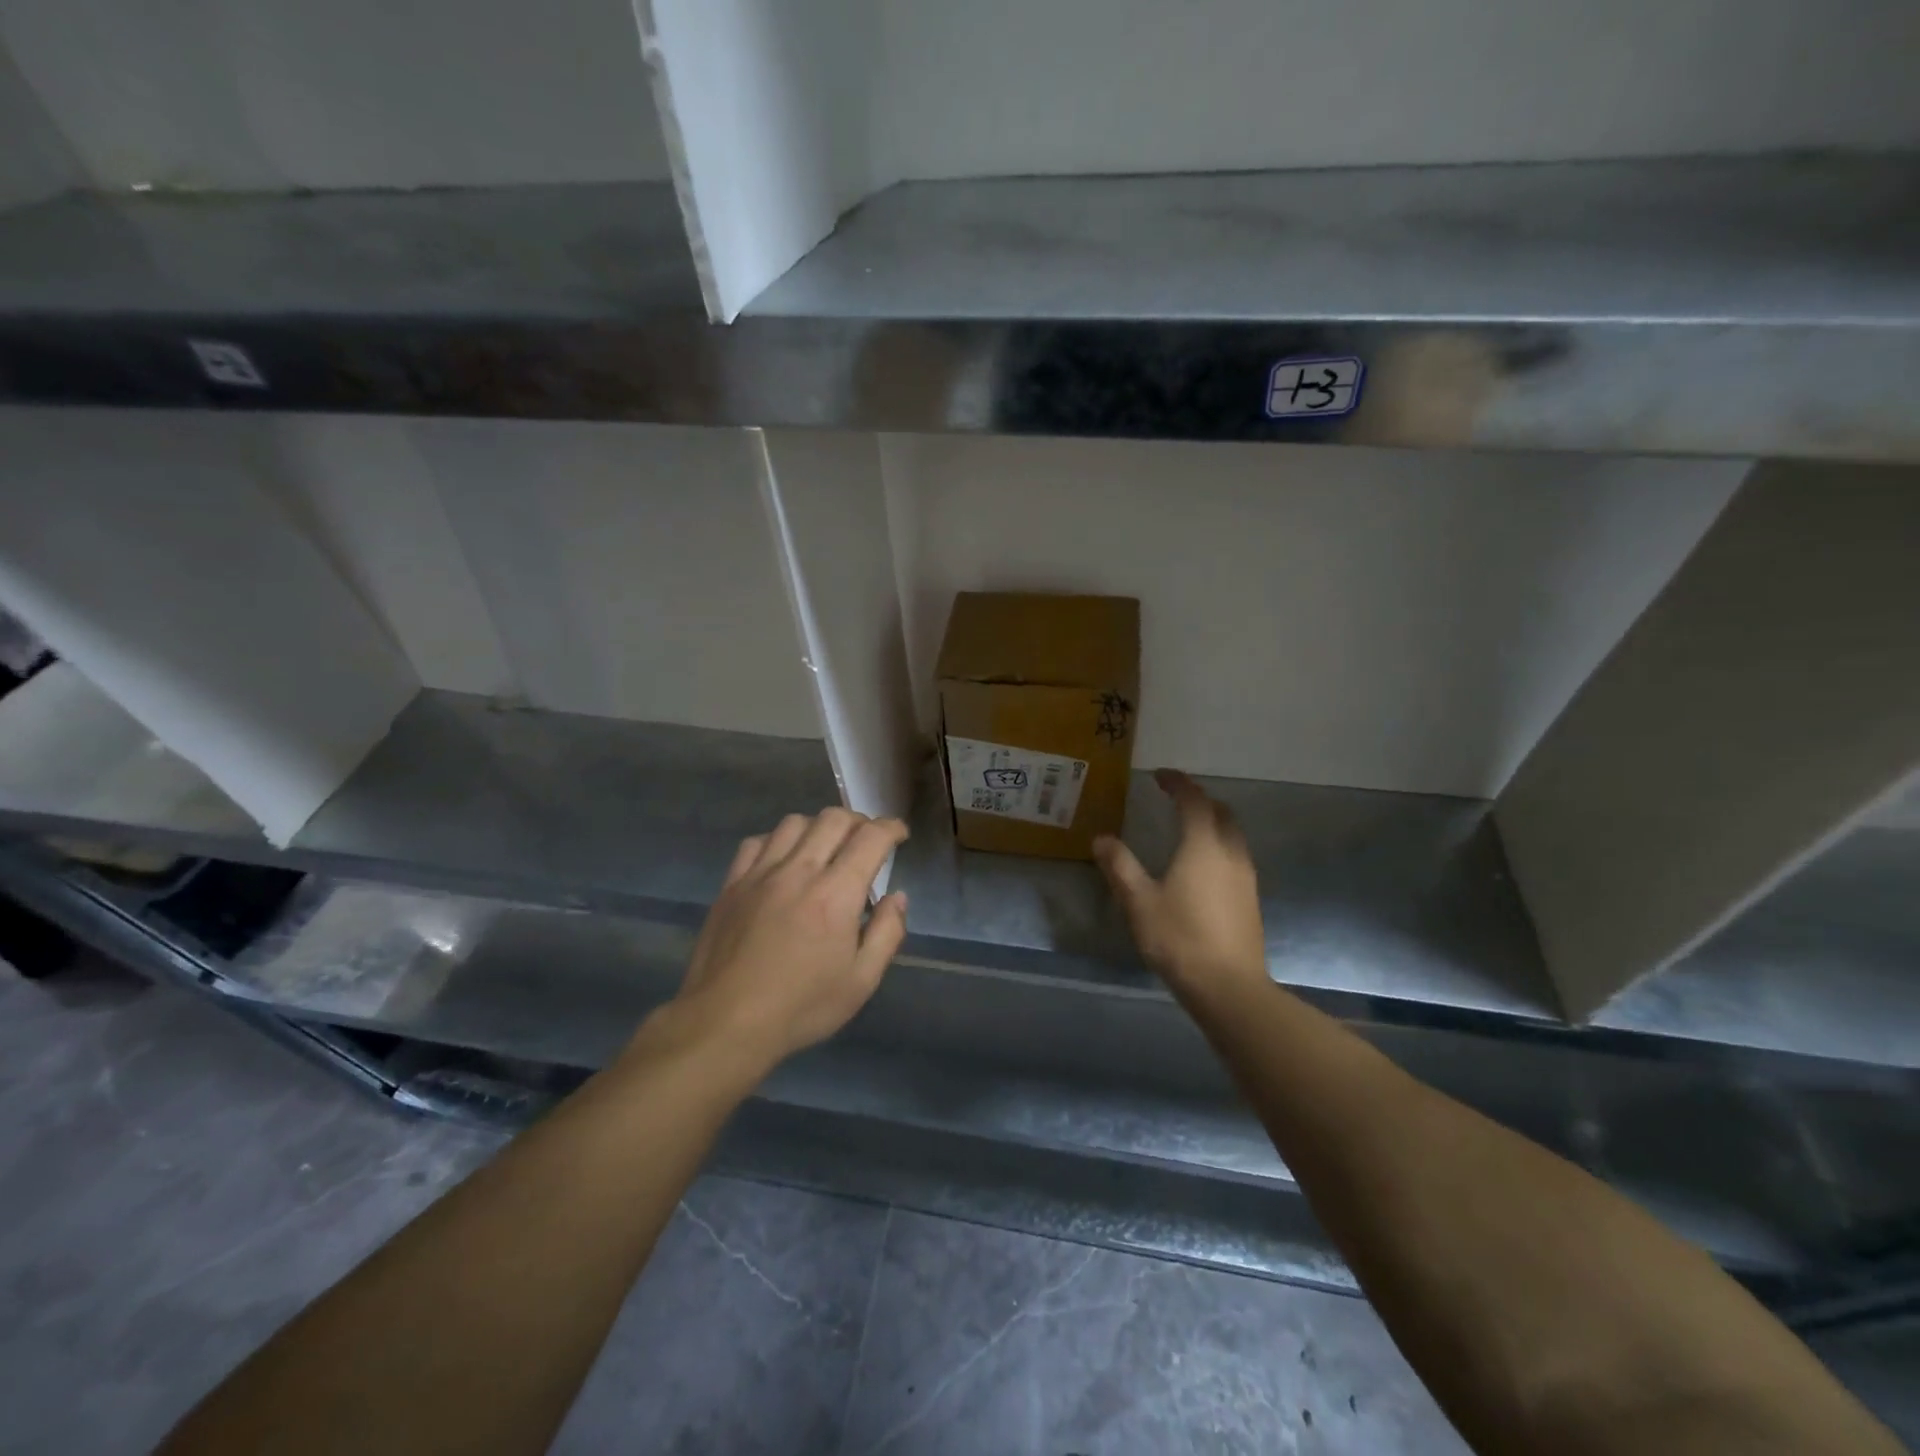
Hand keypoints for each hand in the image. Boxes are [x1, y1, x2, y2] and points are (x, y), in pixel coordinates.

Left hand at [655, 808, 909, 1070]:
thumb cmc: (801, 1007)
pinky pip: (756, 843)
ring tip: (826, 847)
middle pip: (833, 819)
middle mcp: (799, 872)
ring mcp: (760, 874)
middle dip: (859, 821)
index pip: (870, 838)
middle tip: (867, 840)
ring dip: (818, 826)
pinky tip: (783, 860)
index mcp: (835, 894)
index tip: (899, 835)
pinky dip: (778, 840)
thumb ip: (886, 933)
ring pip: (794, 823)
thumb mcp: (861, 981)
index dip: (891, 828)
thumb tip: (897, 897)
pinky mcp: (732, 884)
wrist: (725, 1023)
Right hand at [1094, 769, 1266, 1001]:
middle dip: (1199, 800)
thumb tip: (1102, 839)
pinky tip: (1202, 867)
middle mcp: (1230, 852)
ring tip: (1187, 830)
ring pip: (1232, 835)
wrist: (1228, 987)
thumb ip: (1120, 866)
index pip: (1194, 801)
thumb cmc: (1179, 938)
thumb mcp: (1139, 901)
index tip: (1160, 776)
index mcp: (1203, 845)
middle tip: (1174, 801)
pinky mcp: (1250, 899)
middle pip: (1221, 812)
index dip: (1178, 784)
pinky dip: (1219, 845)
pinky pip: (1236, 856)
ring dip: (1212, 822)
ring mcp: (1246, 876)